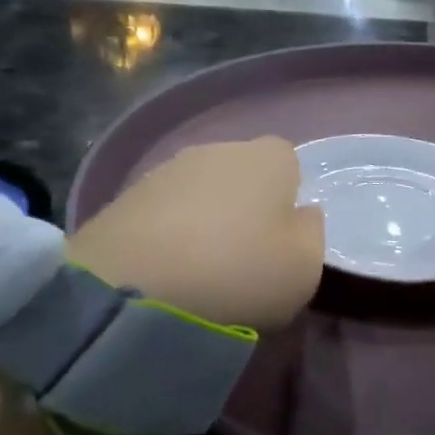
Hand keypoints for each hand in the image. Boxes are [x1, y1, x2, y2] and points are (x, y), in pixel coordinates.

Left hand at [68, 138, 324, 330]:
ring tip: (197, 269)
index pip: (289, 163)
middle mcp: (216, 149)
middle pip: (240, 175)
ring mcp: (165, 169)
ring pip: (198, 193)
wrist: (133, 286)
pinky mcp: (123, 196)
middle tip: (240, 257)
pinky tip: (163, 270)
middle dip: (242, 207)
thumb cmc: (239, 272)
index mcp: (268, 157)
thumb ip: (311, 234)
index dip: (287, 199)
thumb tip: (300, 216)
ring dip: (202, 221)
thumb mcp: (304, 268)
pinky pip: (161, 214)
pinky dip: (166, 235)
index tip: (279, 240)